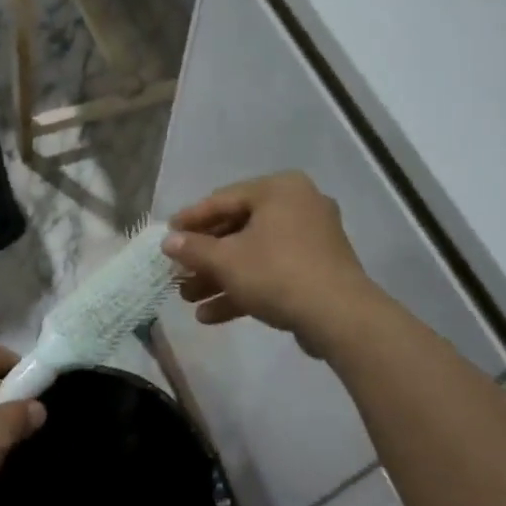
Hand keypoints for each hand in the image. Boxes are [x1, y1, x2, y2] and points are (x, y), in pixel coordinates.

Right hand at [163, 172, 379, 357]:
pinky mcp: (317, 270)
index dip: (191, 219)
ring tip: (188, 299)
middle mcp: (298, 206)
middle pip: (238, 229)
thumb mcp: (226, 260)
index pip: (223, 199)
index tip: (166, 236)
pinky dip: (244, 289)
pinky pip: (272, 272)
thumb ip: (193, 248)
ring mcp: (311, 240)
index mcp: (279, 190)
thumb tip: (167, 241)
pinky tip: (211, 316)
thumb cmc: (277, 273)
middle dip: (205, 257)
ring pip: (254, 255)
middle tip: (177, 272)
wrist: (339, 316)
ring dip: (219, 277)